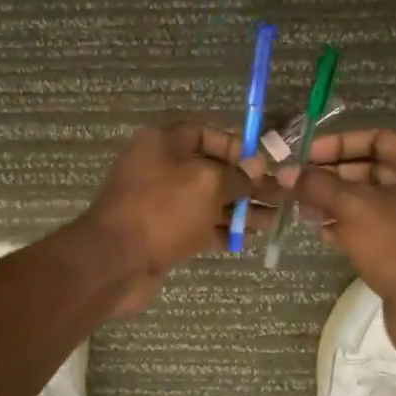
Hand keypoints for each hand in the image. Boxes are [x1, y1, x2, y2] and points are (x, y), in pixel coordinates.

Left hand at [81, 121, 261, 315]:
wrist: (116, 261)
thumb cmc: (163, 210)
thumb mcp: (207, 184)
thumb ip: (236, 176)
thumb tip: (256, 168)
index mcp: (162, 144)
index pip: (204, 133)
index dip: (235, 146)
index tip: (262, 163)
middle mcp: (159, 169)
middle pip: (209, 170)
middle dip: (245, 183)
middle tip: (279, 196)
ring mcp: (159, 204)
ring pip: (206, 201)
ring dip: (239, 209)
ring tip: (273, 220)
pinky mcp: (162, 234)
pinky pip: (197, 226)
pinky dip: (222, 230)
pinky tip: (249, 238)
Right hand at [286, 129, 395, 353]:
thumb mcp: (353, 206)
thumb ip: (317, 184)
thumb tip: (286, 172)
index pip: (377, 138)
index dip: (336, 144)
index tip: (302, 157)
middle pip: (374, 168)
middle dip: (332, 176)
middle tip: (296, 184)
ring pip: (374, 199)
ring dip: (337, 202)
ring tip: (302, 209)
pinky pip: (379, 225)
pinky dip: (351, 225)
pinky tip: (322, 231)